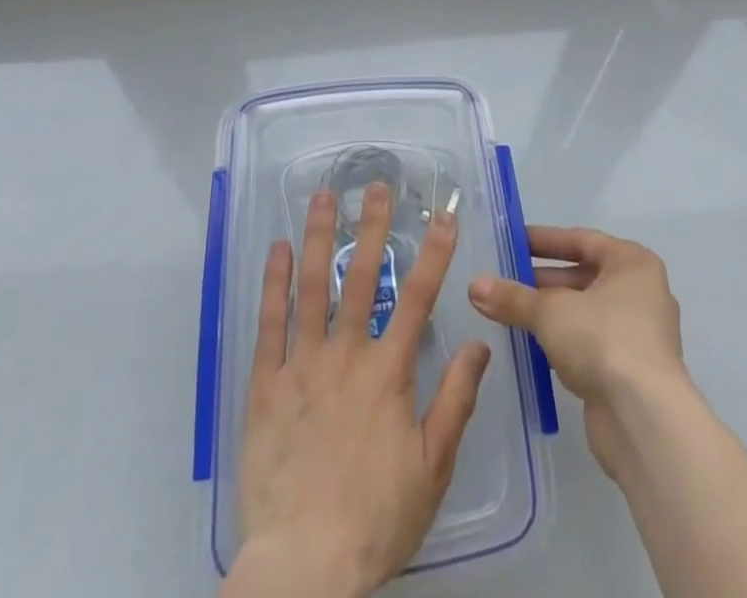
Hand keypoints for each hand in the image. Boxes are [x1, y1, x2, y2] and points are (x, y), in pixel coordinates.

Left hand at [225, 183, 491, 597]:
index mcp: (388, 372)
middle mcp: (345, 355)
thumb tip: (480, 344)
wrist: (304, 566)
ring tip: (322, 197)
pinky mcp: (265, 384)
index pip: (419, 297)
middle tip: (375, 186)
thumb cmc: (376, 517)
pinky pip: (269, 323)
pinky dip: (273, 283)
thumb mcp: (433, 466)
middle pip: (361, 278)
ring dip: (317, 238)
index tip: (444, 214)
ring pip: (311, 287)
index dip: (434, 252)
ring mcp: (301, 364)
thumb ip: (455, 400)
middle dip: (372, 227)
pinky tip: (276, 250)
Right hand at [467, 226, 686, 477]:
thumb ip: (512, 297)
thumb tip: (474, 286)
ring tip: (511, 314)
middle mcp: (642, 292)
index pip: (581, 240)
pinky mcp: (632, 371)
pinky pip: (591, 343)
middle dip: (543, 281)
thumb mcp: (549, 312)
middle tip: (505, 282)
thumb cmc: (602, 340)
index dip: (544, 240)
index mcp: (632, 263)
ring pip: (586, 312)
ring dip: (551, 313)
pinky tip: (534, 346)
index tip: (512, 242)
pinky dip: (564, 341)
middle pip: (583, 276)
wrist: (644, 420)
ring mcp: (640, 334)